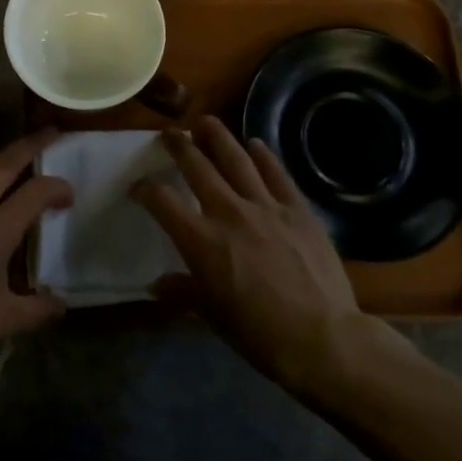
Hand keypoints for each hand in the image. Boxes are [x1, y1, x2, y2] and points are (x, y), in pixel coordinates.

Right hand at [131, 117, 418, 396]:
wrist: (323, 339)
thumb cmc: (259, 334)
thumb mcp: (212, 316)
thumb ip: (182, 292)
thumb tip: (156, 285)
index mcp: (201, 240)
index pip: (162, 202)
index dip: (145, 190)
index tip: (138, 187)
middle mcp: (228, 213)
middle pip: (197, 167)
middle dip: (179, 146)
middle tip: (169, 133)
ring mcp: (265, 207)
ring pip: (236, 160)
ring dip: (218, 137)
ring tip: (206, 121)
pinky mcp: (297, 210)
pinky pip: (277, 175)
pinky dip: (264, 156)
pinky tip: (255, 144)